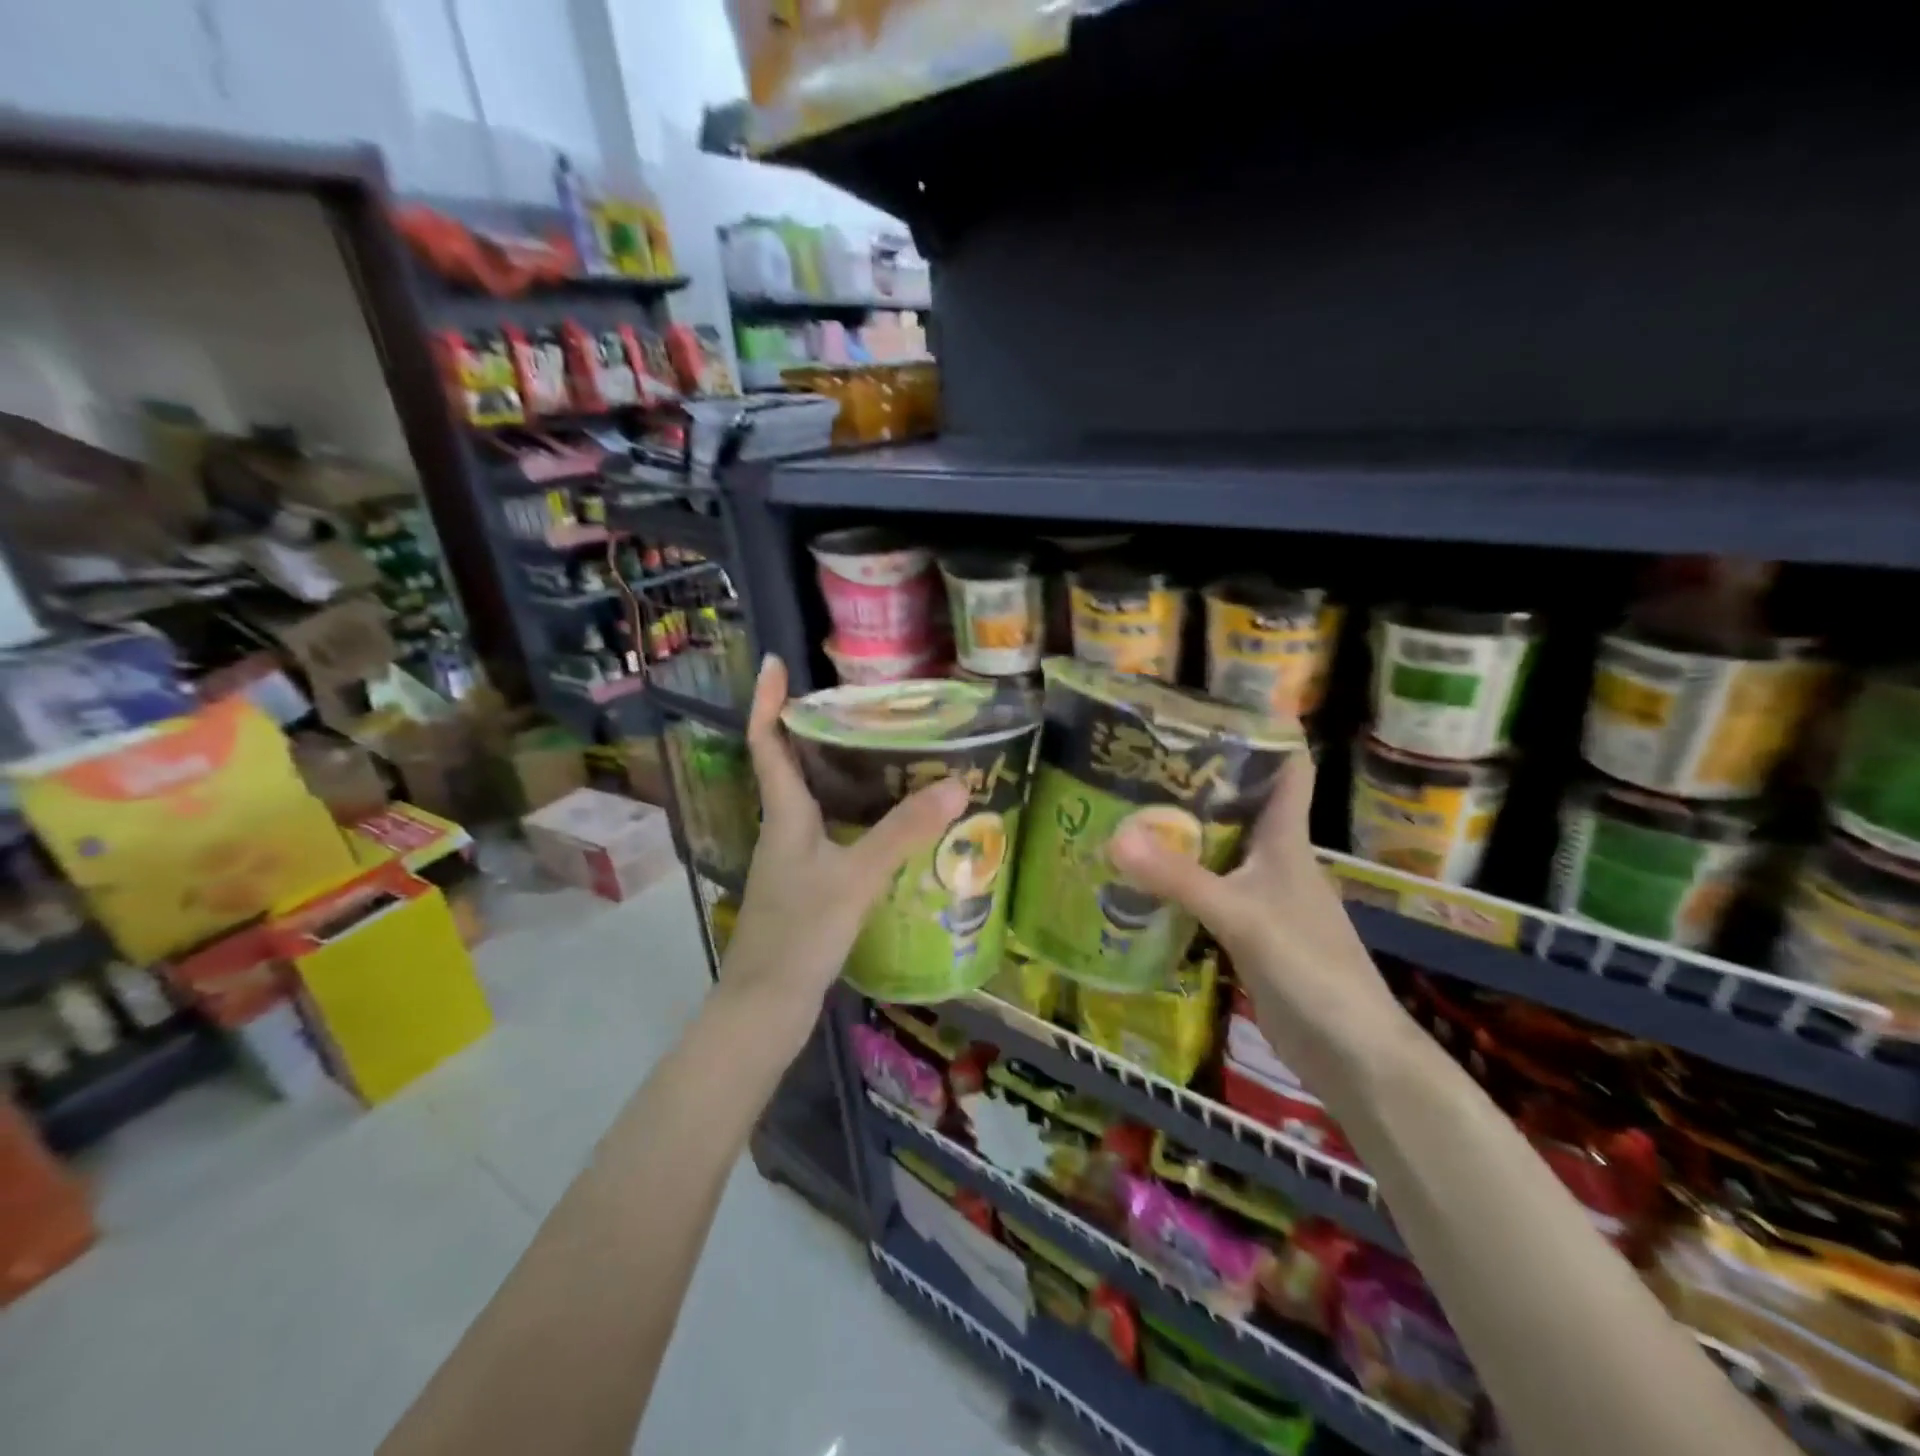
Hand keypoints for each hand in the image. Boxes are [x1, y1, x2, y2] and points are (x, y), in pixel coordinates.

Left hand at [719, 655, 967, 1044]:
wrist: (766, 1007)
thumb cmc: (801, 933)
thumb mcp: (857, 877)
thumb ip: (905, 832)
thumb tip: (957, 784)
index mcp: (784, 815)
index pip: (767, 744)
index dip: (768, 701)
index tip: (776, 663)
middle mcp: (783, 830)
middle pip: (792, 766)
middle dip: (817, 730)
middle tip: (863, 708)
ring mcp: (792, 860)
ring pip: (814, 801)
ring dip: (839, 773)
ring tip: (887, 755)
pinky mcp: (807, 887)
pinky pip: (830, 833)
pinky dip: (855, 815)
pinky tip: (889, 826)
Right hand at [1108, 753, 1411, 1091]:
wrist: (1353, 1053)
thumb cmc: (1311, 968)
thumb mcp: (1241, 916)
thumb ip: (1179, 879)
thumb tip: (1113, 834)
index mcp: (1287, 840)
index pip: (1287, 769)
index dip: (1262, 734)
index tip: (1211, 710)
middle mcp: (1277, 859)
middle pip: (1242, 804)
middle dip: (1197, 780)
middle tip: (1139, 761)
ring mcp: (1265, 897)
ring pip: (1222, 848)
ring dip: (1184, 831)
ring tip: (1128, 809)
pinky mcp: (1251, 932)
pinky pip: (1211, 890)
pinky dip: (1182, 879)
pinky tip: (1145, 879)